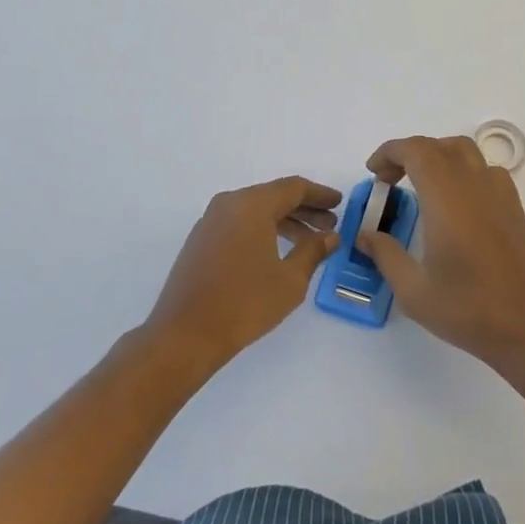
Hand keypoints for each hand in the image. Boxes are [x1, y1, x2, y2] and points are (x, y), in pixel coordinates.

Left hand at [145, 176, 342, 371]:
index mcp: (252, 204)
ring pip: (256, 210)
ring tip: (309, 242)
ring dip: (284, 221)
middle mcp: (229, 204)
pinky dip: (262, 230)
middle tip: (330, 224)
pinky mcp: (200, 240)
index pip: (294, 188)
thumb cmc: (244, 303)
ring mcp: (210, 221)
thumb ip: (313, 251)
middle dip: (304, 209)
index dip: (320, 195)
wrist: (184, 335)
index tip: (340, 204)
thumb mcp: (290, 280)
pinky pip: (239, 223)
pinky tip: (277, 252)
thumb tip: (330, 236)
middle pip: (274, 196)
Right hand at [356, 136, 524, 369]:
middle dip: (409, 154)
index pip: (416, 150)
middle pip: (439, 146)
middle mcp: (474, 184)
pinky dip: (463, 170)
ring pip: (465, 151)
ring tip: (420, 184)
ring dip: (437, 156)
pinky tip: (456, 202)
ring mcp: (499, 193)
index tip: (374, 173)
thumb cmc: (466, 308)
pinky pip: (485, 169)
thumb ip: (385, 254)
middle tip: (389, 181)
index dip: (390, 152)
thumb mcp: (413, 290)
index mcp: (446, 198)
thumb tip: (365, 234)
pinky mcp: (514, 206)